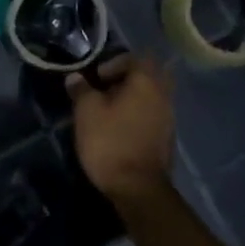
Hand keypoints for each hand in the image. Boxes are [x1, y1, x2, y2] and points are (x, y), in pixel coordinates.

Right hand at [67, 55, 174, 204]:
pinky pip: (154, 114)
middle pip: (148, 74)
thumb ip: (81, 90)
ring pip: (152, 95)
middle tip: (106, 90)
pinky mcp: (167, 137)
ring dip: (133, 98)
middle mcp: (163, 94)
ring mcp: (169, 117)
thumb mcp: (87, 113)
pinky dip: (139, 114)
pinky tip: (121, 129)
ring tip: (110, 112)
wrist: (137, 188)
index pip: (135, 57)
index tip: (97, 78)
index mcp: (146, 81)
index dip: (114, 63)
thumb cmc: (110, 142)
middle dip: (127, 78)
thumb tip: (75, 77)